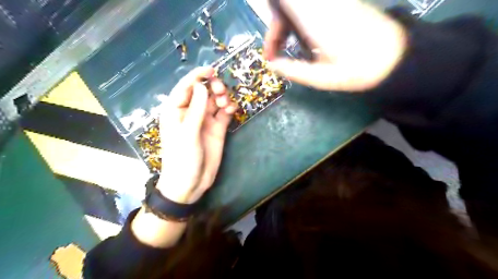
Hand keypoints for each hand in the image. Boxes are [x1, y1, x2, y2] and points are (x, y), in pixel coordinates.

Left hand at [158, 67, 237, 203]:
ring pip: (215, 101)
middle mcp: (191, 113)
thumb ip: (195, 109)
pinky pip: (224, 114)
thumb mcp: (187, 133)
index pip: (185, 88)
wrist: (190, 184)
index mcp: (176, 111)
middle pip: (203, 92)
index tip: (211, 69)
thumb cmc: (182, 159)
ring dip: (222, 98)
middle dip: (213, 88)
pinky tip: (232, 110)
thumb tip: (201, 85)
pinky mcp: (217, 129)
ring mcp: (205, 121)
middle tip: (220, 91)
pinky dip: (229, 109)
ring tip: (226, 104)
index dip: (197, 76)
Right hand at [262, 0, 405, 91]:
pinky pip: (310, 7)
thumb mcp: (321, 78)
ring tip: (287, 50)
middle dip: (276, 29)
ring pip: (297, 6)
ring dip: (286, 25)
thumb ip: (294, 70)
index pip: (281, 4)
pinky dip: (299, 21)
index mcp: (315, 20)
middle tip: (276, 54)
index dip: (270, 28)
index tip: (270, 54)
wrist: (396, 56)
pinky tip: (303, 41)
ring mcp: (332, 2)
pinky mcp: (340, 3)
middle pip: (286, 5)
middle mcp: (322, 4)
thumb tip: (273, 65)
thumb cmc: (358, 70)